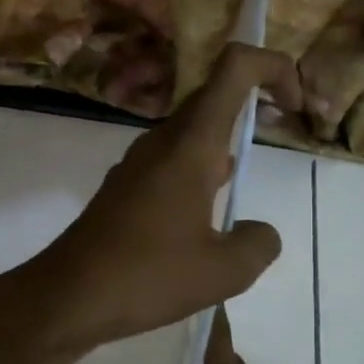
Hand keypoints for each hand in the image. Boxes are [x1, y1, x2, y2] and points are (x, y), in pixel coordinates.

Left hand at [25, 44, 303, 352]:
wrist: (67, 296)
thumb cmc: (147, 276)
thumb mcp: (223, 271)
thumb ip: (258, 244)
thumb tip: (259, 233)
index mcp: (190, 145)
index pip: (234, 68)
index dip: (273, 67)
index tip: (296, 106)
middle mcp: (161, 143)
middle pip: (214, 97)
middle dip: (255, 101)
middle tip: (284, 129)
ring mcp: (137, 165)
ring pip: (190, 133)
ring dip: (225, 138)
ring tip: (248, 174)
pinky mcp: (124, 190)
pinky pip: (171, 162)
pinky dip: (199, 169)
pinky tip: (206, 213)